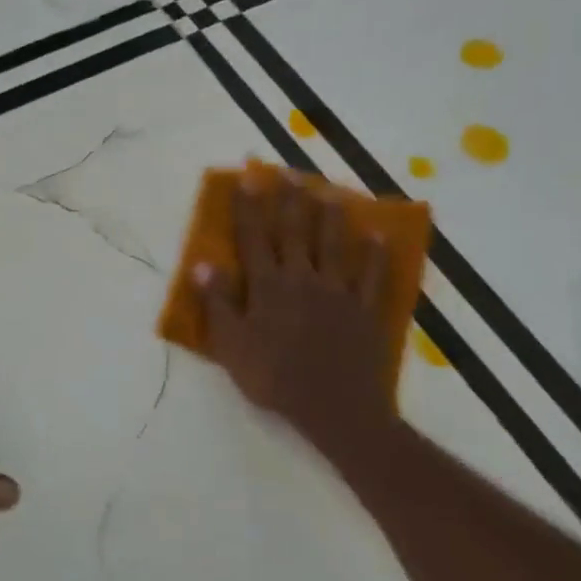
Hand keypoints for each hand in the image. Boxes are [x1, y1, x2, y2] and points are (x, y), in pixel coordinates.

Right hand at [192, 173, 398, 471]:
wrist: (335, 408)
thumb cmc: (274, 378)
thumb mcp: (232, 346)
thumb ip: (219, 303)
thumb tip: (203, 264)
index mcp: (268, 286)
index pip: (254, 238)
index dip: (250, 206)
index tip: (248, 177)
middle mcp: (303, 279)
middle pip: (296, 231)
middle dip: (290, 200)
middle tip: (289, 172)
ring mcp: (339, 292)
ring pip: (335, 245)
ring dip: (332, 216)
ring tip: (332, 191)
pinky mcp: (366, 309)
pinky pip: (372, 275)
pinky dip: (375, 254)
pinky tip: (377, 235)